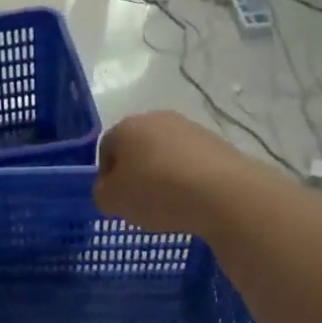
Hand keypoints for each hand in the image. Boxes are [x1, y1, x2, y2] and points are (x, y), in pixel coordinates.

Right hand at [94, 112, 264, 235]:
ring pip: (165, 154)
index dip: (106, 177)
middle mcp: (156, 118)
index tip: (116, 201)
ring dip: (162, 175)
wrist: (220, 192)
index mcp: (126, 127)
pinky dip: (186, 178)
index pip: (106, 149)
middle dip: (136, 173)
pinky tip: (191, 199)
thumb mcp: (112, 201)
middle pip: (137, 148)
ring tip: (168, 204)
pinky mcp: (215, 142)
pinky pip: (190, 163)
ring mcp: (189, 128)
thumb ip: (102, 193)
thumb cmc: (155, 192)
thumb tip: (109, 189)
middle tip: (140, 203)